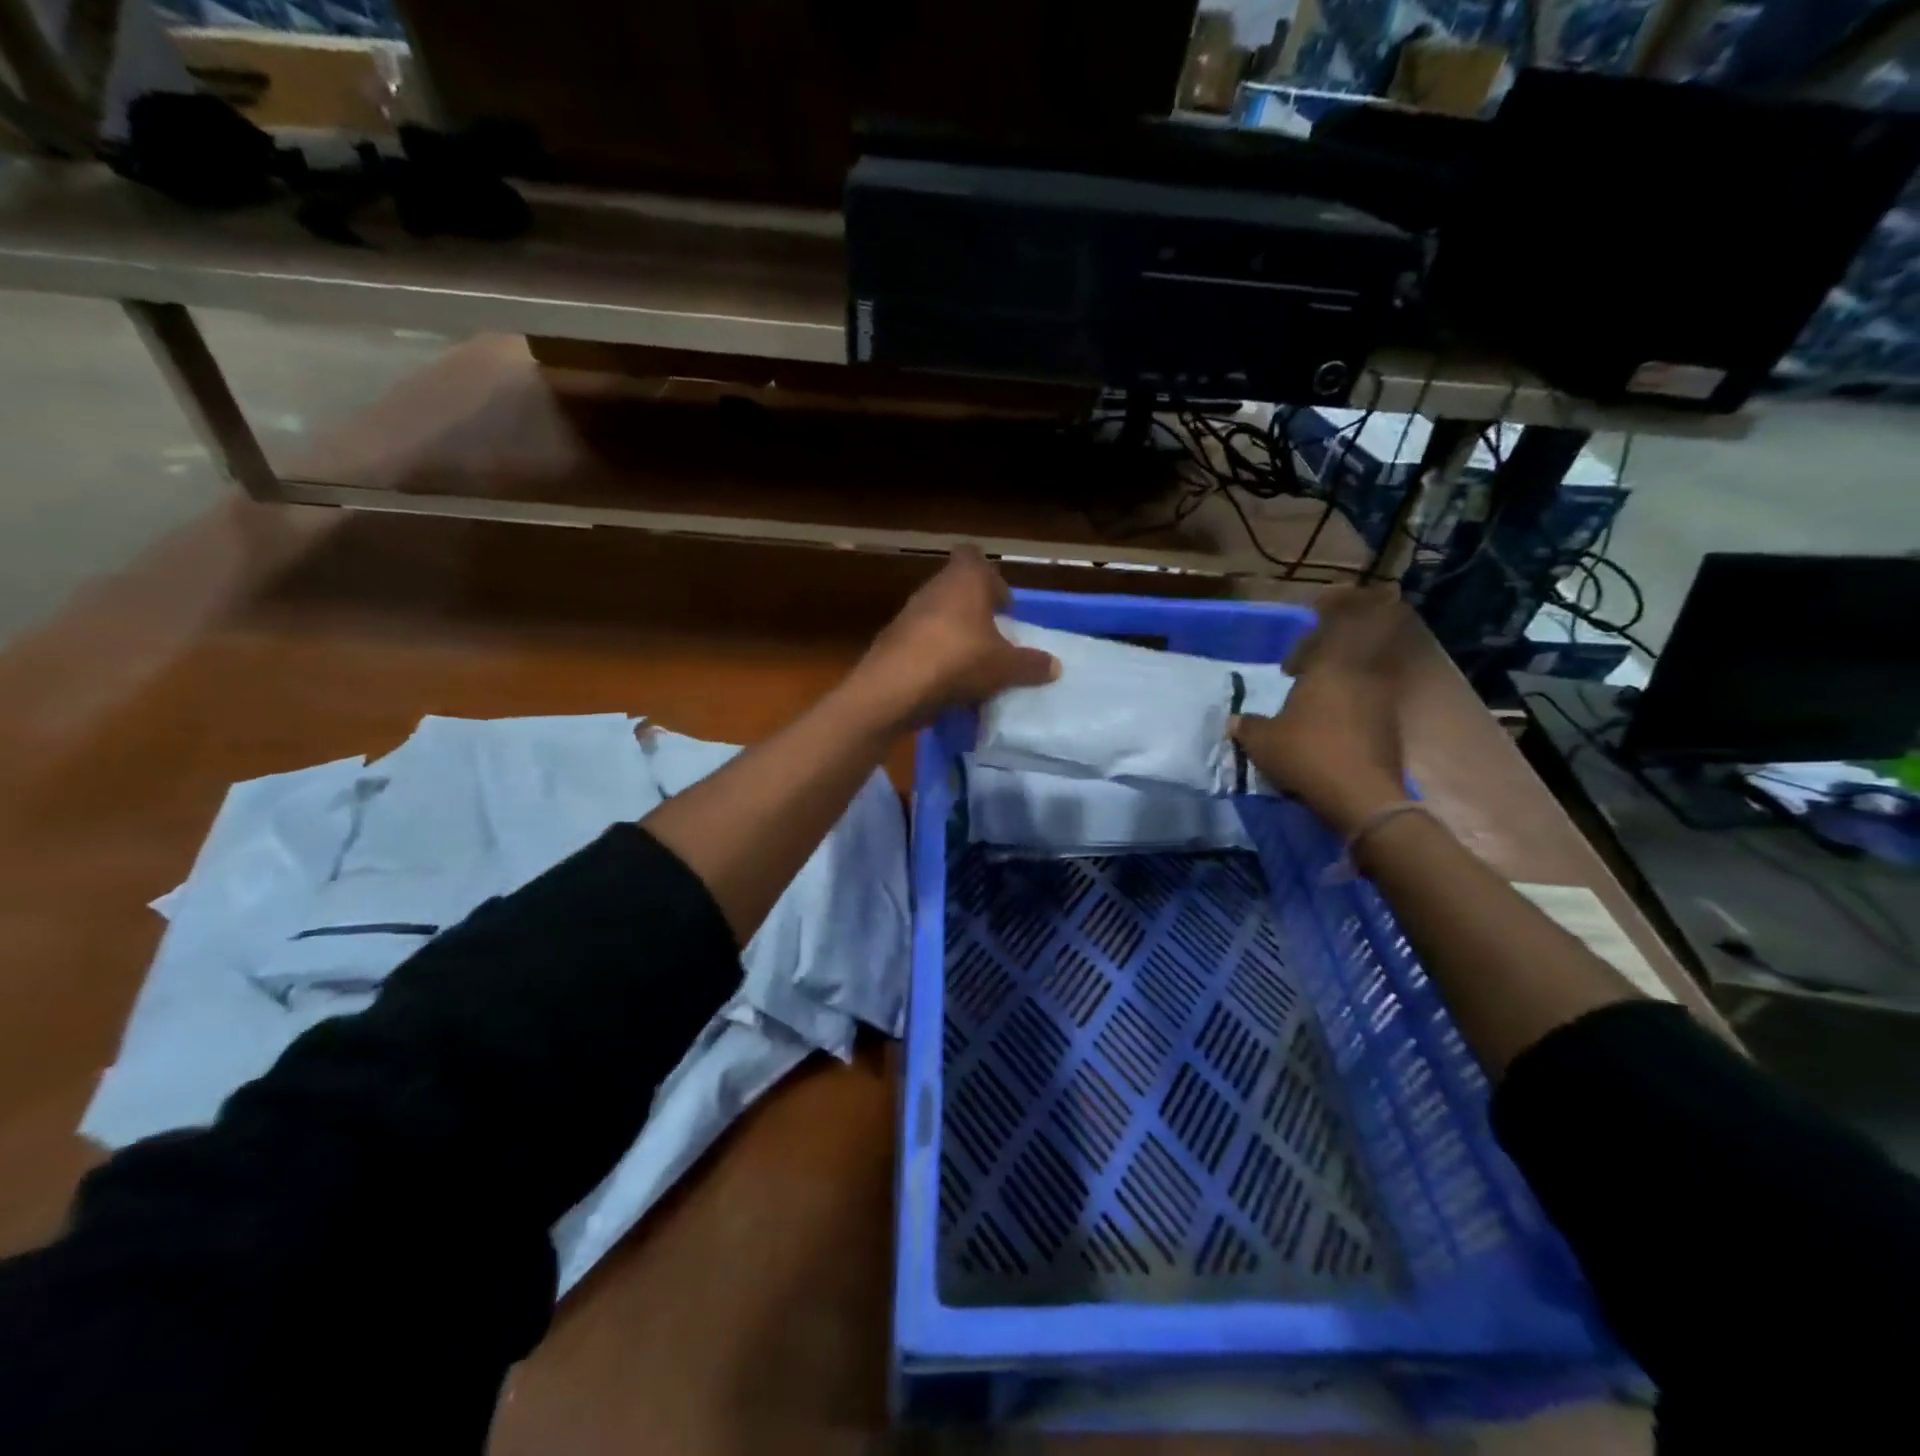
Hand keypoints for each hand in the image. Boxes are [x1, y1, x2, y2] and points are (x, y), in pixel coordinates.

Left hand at [852, 546, 1058, 726]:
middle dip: (976, 612)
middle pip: (957, 589)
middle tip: (994, 640)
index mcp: (965, 579)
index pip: (975, 556)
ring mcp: (908, 613)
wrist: (894, 688)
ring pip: (938, 616)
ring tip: (972, 665)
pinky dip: (934, 656)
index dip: (991, 579)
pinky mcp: (891, 641)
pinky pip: (921, 642)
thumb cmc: (959, 660)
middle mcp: (934, 588)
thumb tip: (1055, 666)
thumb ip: (1031, 664)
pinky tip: (946, 682)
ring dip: (954, 635)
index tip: (1004, 607)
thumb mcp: (1006, 667)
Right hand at [1231, 585, 1408, 835]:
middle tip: (1299, 664)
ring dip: (1336, 678)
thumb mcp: (1263, 742)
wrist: (1362, 796)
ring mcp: (1380, 701)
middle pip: (1355, 644)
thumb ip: (1248, 726)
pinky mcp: (1389, 727)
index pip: (1338, 624)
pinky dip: (1347, 702)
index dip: (1328, 613)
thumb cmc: (1308, 755)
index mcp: (1330, 668)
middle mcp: (1361, 676)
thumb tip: (1235, 721)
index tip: (1310, 617)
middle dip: (1328, 648)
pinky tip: (1326, 723)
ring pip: (1360, 673)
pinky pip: (1366, 699)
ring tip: (1308, 695)